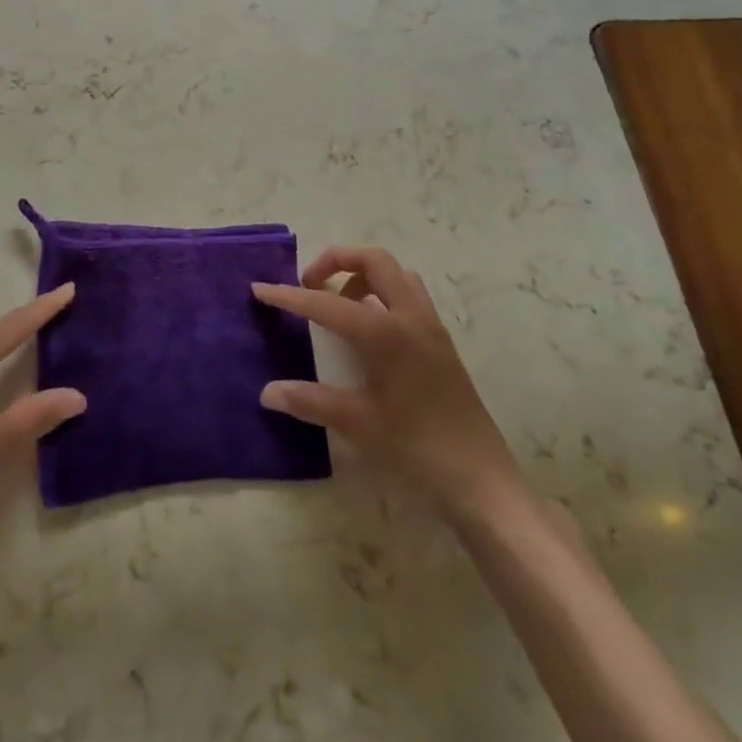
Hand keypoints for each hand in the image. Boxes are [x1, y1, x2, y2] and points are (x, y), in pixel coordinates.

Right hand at [254, 246, 520, 510]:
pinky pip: (409, 296)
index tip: (260, 289)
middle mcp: (410, 317)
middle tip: (310, 285)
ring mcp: (430, 327)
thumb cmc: (416, 449)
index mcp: (385, 333)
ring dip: (363, 275)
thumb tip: (267, 392)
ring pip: (395, 274)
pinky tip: (368, 330)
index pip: (327, 302)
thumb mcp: (358, 425)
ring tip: (339, 303)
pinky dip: (383, 294)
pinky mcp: (441, 342)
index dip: (290, 296)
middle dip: (336, 261)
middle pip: (373, 260)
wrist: (481, 480)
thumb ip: (310, 401)